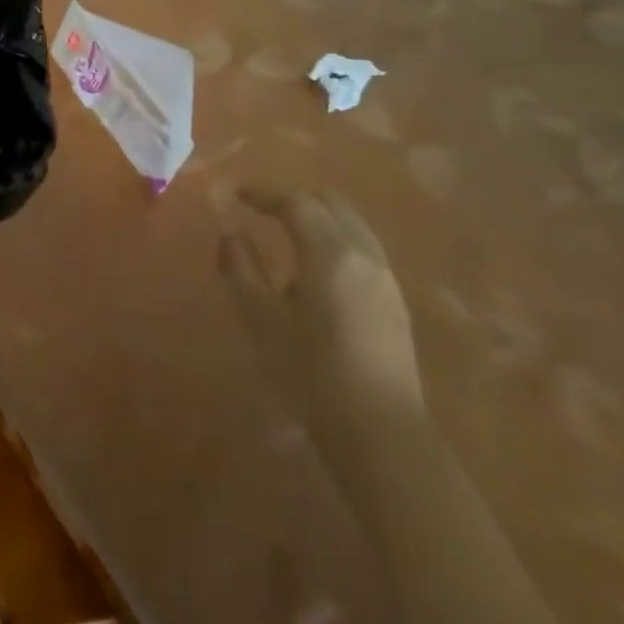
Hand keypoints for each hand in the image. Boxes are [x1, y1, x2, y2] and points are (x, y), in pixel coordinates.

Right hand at [217, 191, 427, 478]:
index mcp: (329, 253)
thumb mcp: (260, 317)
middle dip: (292, 198)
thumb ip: (240, 266)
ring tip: (285, 232)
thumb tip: (229, 231)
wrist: (379, 430)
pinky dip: (334, 237)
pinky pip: (362, 246)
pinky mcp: (394, 299)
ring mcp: (385, 276)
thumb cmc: (310, 371)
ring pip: (351, 222)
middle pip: (329, 202)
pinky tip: (314, 265)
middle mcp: (363, 253)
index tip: (234, 195)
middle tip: (259, 209)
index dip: (262, 193)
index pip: (295, 202)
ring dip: (317, 216)